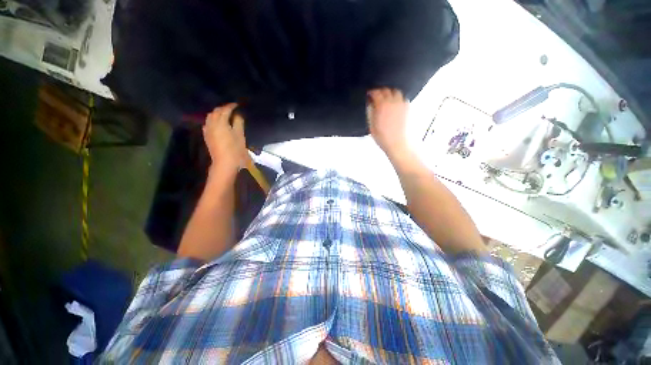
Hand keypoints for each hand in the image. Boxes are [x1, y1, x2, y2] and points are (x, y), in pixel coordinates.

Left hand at [203, 103, 247, 174]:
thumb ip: (238, 123)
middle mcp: (212, 124)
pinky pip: (208, 123)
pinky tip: (217, 123)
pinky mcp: (207, 136)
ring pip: (210, 117)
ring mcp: (208, 130)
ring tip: (225, 115)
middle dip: (223, 108)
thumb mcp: (240, 135)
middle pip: (216, 111)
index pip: (225, 110)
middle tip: (232, 109)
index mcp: (221, 122)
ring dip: (217, 113)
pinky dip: (213, 120)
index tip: (238, 105)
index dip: (231, 106)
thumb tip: (238, 114)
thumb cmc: (235, 150)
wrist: (224, 163)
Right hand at [367, 88, 409, 159]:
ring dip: (390, 93)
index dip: (371, 92)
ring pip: (396, 92)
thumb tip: (370, 103)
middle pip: (386, 90)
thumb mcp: (371, 124)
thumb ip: (370, 111)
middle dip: (380, 91)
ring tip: (386, 98)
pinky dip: (398, 98)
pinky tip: (394, 104)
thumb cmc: (383, 136)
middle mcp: (392, 102)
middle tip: (376, 95)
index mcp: (382, 105)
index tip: (369, 94)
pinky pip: (402, 98)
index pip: (376, 93)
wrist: (397, 143)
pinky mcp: (407, 108)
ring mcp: (401, 104)